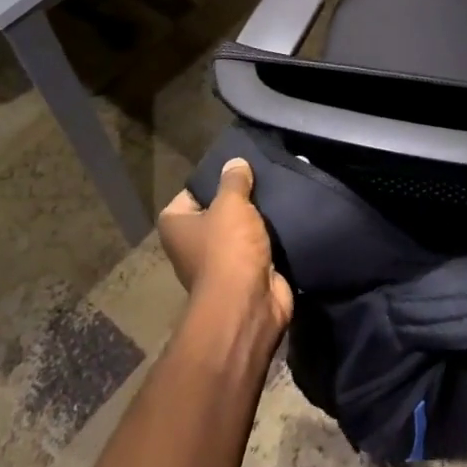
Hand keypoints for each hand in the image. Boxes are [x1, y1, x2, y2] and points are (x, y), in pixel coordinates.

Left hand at [157, 158, 293, 343]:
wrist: (249, 304)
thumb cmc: (228, 249)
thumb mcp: (231, 203)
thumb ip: (234, 180)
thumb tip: (235, 162)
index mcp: (176, 225)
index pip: (193, 191)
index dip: (215, 178)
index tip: (239, 167)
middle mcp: (192, 243)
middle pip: (219, 209)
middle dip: (242, 197)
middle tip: (265, 175)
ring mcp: (220, 261)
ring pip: (242, 228)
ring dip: (259, 218)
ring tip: (282, 190)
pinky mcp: (246, 273)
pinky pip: (259, 246)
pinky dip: (272, 236)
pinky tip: (290, 214)